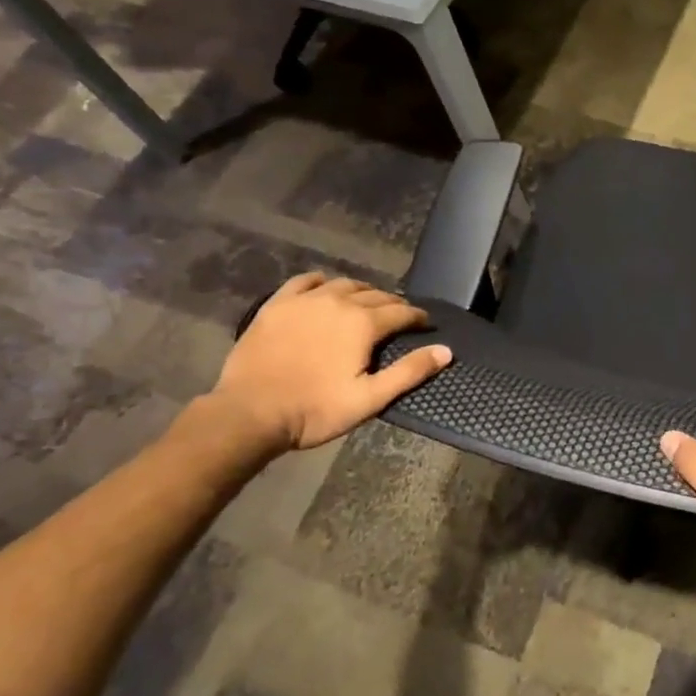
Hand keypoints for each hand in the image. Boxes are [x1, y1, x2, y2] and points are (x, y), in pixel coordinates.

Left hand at [215, 273, 451, 452]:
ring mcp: (305, 300)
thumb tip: (446, 351)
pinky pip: (305, 281)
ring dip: (362, 292)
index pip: (402, 312)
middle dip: (393, 304)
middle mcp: (339, 302)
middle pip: (376, 295)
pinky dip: (322, 282)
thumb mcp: (369, 399)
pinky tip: (325, 289)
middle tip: (400, 317)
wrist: (249, 413)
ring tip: (366, 304)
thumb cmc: (314, 410)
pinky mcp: (277, 304)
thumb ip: (409, 372)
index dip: (418, 317)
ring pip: (344, 284)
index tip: (426, 324)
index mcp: (364, 323)